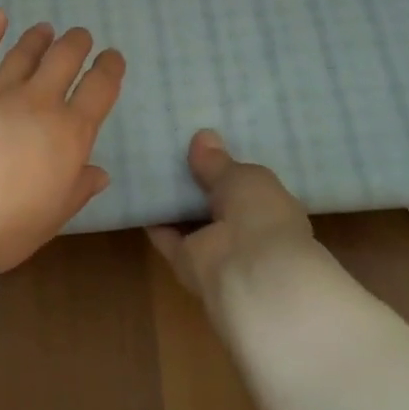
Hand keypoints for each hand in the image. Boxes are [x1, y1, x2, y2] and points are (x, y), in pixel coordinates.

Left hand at [0, 10, 125, 278]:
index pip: (100, 89)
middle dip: (76, 43)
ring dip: (38, 38)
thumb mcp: (52, 218)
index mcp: (69, 133)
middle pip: (64, 58)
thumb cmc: (4, 227)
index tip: (112, 58)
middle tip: (79, 37)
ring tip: (44, 29)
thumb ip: (77, 190)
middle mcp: (38, 102)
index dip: (110, 69)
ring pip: (24, 52)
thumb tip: (99, 172)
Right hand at [148, 130, 319, 313]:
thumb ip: (218, 162)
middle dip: (198, 182)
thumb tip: (203, 136)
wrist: (249, 272)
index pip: (249, 186)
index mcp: (271, 208)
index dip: (229, 168)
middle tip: (171, 149)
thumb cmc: (260, 215)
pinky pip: (167, 236)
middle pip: (216, 203)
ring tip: (149, 166)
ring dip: (174, 200)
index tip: (207, 146)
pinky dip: (153, 219)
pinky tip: (138, 193)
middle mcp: (245, 230)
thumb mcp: (243, 176)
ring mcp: (216, 249)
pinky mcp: (186, 262)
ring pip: (191, 220)